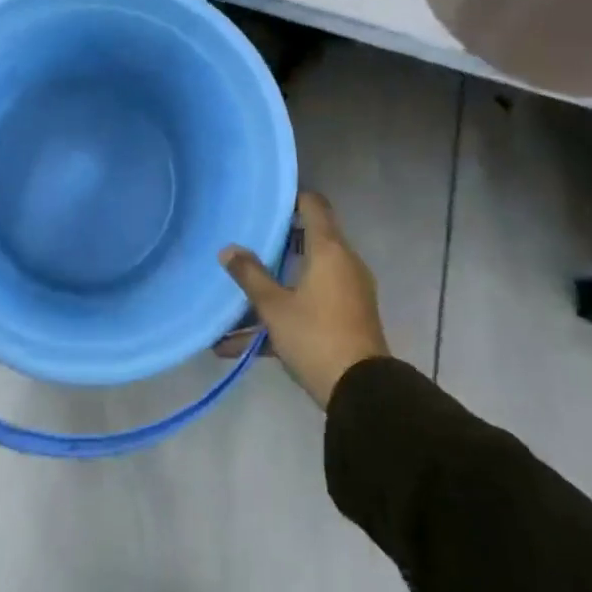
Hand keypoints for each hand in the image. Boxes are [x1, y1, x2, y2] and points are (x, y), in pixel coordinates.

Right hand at [220, 191, 390, 407]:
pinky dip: (282, 315)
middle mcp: (343, 265)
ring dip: (274, 285)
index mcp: (329, 251)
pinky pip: (309, 305)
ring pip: (305, 277)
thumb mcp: (274, 307)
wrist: (362, 393)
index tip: (264, 203)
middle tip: (244, 244)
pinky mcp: (346, 320)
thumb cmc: (316, 336)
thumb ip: (250, 275)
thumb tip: (228, 249)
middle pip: (308, 241)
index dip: (291, 198)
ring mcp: (347, 294)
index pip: (314, 205)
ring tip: (236, 295)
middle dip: (275, 244)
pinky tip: (238, 343)